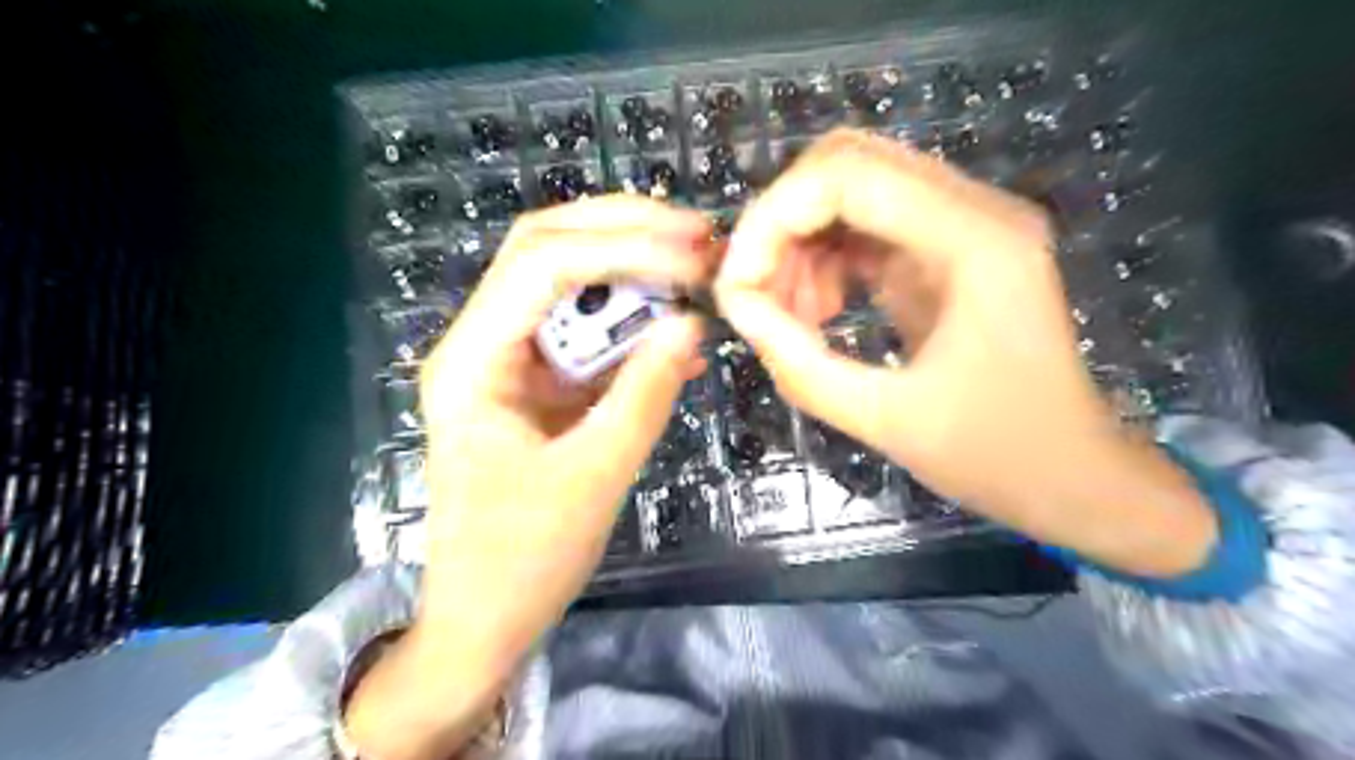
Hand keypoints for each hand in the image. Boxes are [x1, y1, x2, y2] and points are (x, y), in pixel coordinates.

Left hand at [344, 197, 712, 759]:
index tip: (693, 258)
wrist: (483, 619)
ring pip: (565, 281)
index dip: (621, 248)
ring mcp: (507, 360)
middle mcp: (481, 343)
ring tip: (693, 264)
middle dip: (622, 231)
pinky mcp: (534, 382)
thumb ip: (645, 394)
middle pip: (545, 250)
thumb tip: (693, 323)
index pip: (541, 266)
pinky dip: (630, 318)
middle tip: (697, 234)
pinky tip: (674, 325)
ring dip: (629, 266)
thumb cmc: (522, 561)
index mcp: (471, 363)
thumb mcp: (594, 478)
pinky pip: (583, 330)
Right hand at [720, 130, 1218, 578]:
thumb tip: (736, 308)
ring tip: (789, 318)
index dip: (770, 220)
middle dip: (780, 225)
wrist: (1076, 477)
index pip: (845, 174)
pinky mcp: (952, 249)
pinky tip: (820, 313)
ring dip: (801, 244)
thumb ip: (798, 363)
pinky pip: (868, 227)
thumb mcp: (885, 420)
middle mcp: (976, 209)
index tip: (736, 287)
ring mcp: (967, 224)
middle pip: (846, 163)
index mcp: (974, 240)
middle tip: (756, 295)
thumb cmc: (997, 457)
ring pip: (852, 190)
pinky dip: (827, 260)